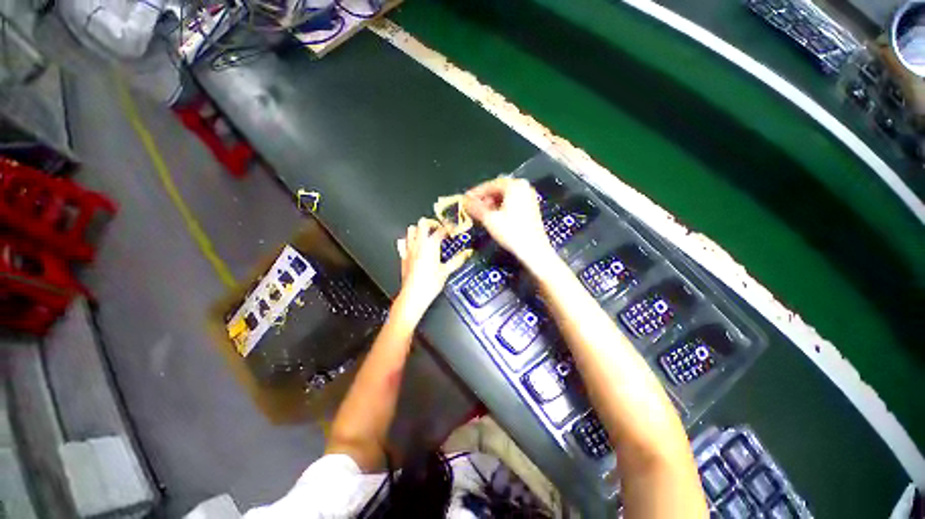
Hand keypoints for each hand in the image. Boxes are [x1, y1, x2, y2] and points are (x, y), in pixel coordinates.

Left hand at [394, 218, 470, 322]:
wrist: (413, 295)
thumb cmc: (429, 284)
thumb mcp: (446, 271)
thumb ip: (457, 260)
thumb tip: (466, 254)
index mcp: (431, 245)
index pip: (441, 230)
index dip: (448, 228)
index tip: (452, 230)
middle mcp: (418, 244)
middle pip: (423, 223)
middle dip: (431, 223)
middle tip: (438, 229)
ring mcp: (409, 249)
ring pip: (411, 230)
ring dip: (419, 230)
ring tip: (426, 235)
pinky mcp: (403, 256)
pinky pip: (402, 242)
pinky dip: (408, 241)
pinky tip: (414, 246)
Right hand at [464, 177, 554, 269]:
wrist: (533, 249)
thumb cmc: (511, 231)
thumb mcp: (489, 219)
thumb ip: (475, 207)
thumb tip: (464, 201)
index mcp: (514, 186)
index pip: (491, 184)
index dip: (477, 192)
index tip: (466, 199)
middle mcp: (524, 187)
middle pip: (499, 189)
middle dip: (485, 198)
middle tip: (474, 207)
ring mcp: (529, 197)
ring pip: (506, 197)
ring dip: (492, 203)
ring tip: (483, 214)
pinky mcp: (531, 208)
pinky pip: (513, 203)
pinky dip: (502, 207)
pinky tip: (495, 217)